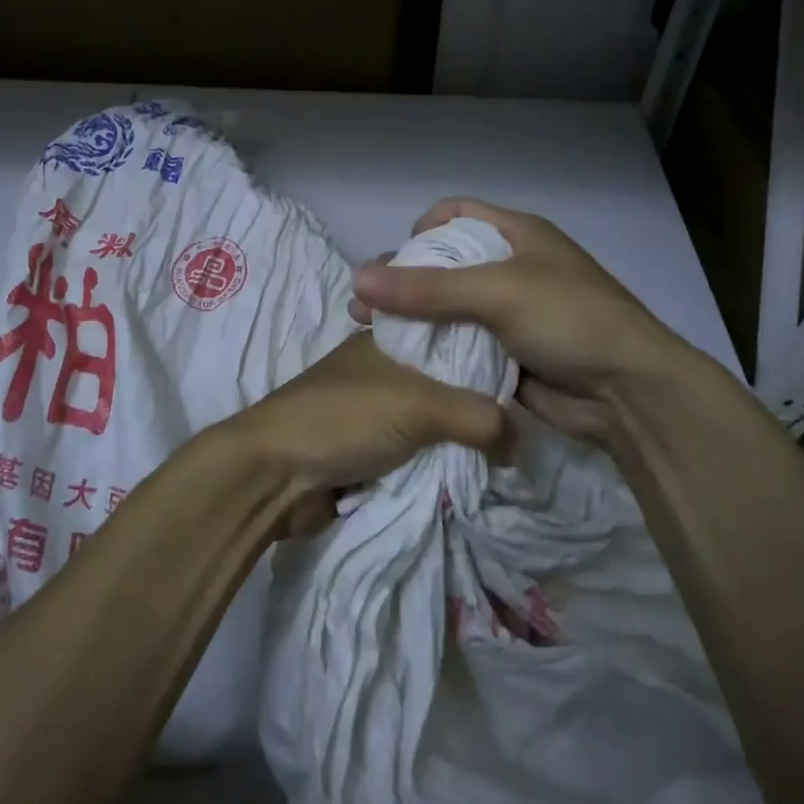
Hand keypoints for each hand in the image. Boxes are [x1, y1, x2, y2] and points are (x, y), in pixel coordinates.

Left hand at [203, 330, 511, 531]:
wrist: (273, 475)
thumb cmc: (342, 418)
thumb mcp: (418, 406)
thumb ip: (477, 418)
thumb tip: (521, 442)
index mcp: (387, 338)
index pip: (449, 329)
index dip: (487, 344)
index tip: (530, 366)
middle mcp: (382, 368)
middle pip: (445, 378)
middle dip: (479, 399)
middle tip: (529, 415)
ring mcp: (373, 410)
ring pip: (432, 419)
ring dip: (459, 436)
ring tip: (510, 450)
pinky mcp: (367, 449)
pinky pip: (417, 451)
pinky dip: (439, 460)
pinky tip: (474, 470)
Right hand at [350, 198, 706, 447]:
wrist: (629, 392)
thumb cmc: (568, 319)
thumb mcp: (497, 293)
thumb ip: (426, 288)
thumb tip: (357, 279)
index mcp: (518, 235)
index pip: (458, 213)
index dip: (421, 228)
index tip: (394, 258)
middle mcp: (512, 268)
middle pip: (446, 264)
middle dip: (404, 281)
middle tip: (364, 304)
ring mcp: (511, 314)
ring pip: (450, 309)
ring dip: (414, 319)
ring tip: (371, 334)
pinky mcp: (508, 353)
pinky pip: (462, 344)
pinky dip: (435, 350)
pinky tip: (403, 361)